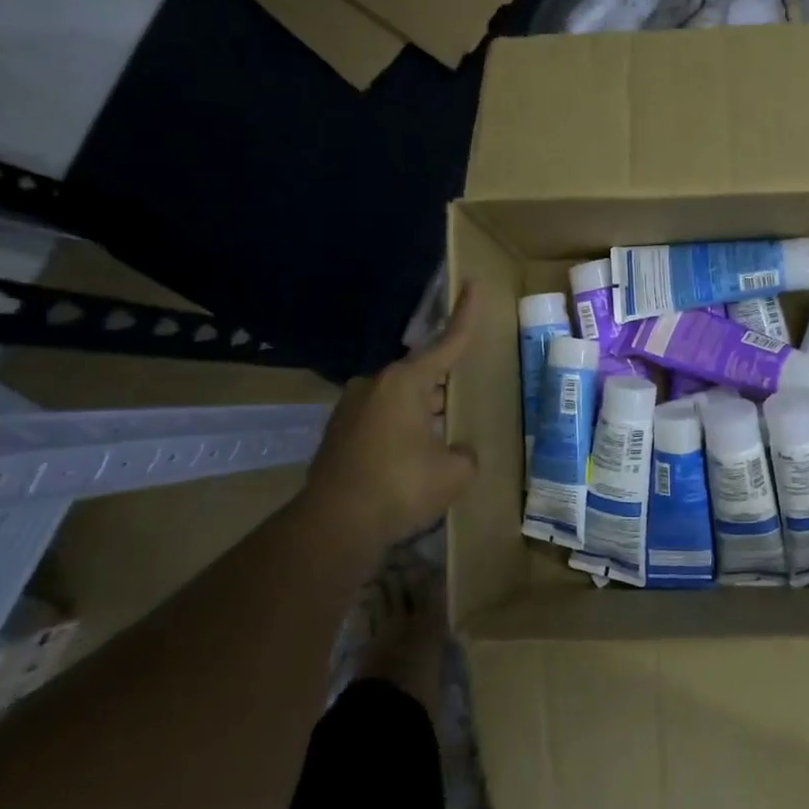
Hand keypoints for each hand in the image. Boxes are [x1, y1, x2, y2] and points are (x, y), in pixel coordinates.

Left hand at [297, 284, 481, 547]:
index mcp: (405, 382)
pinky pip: (381, 422)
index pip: (446, 343)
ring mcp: (350, 409)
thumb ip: (464, 453)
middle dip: (443, 390)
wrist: (336, 525)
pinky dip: (400, 433)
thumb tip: (456, 452)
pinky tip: (412, 461)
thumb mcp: (455, 472)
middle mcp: (374, 385)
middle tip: (464, 406)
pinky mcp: (337, 434)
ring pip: (400, 402)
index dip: (465, 316)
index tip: (473, 284)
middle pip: (421, 377)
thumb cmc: (402, 487)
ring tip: (440, 442)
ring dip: (421, 416)